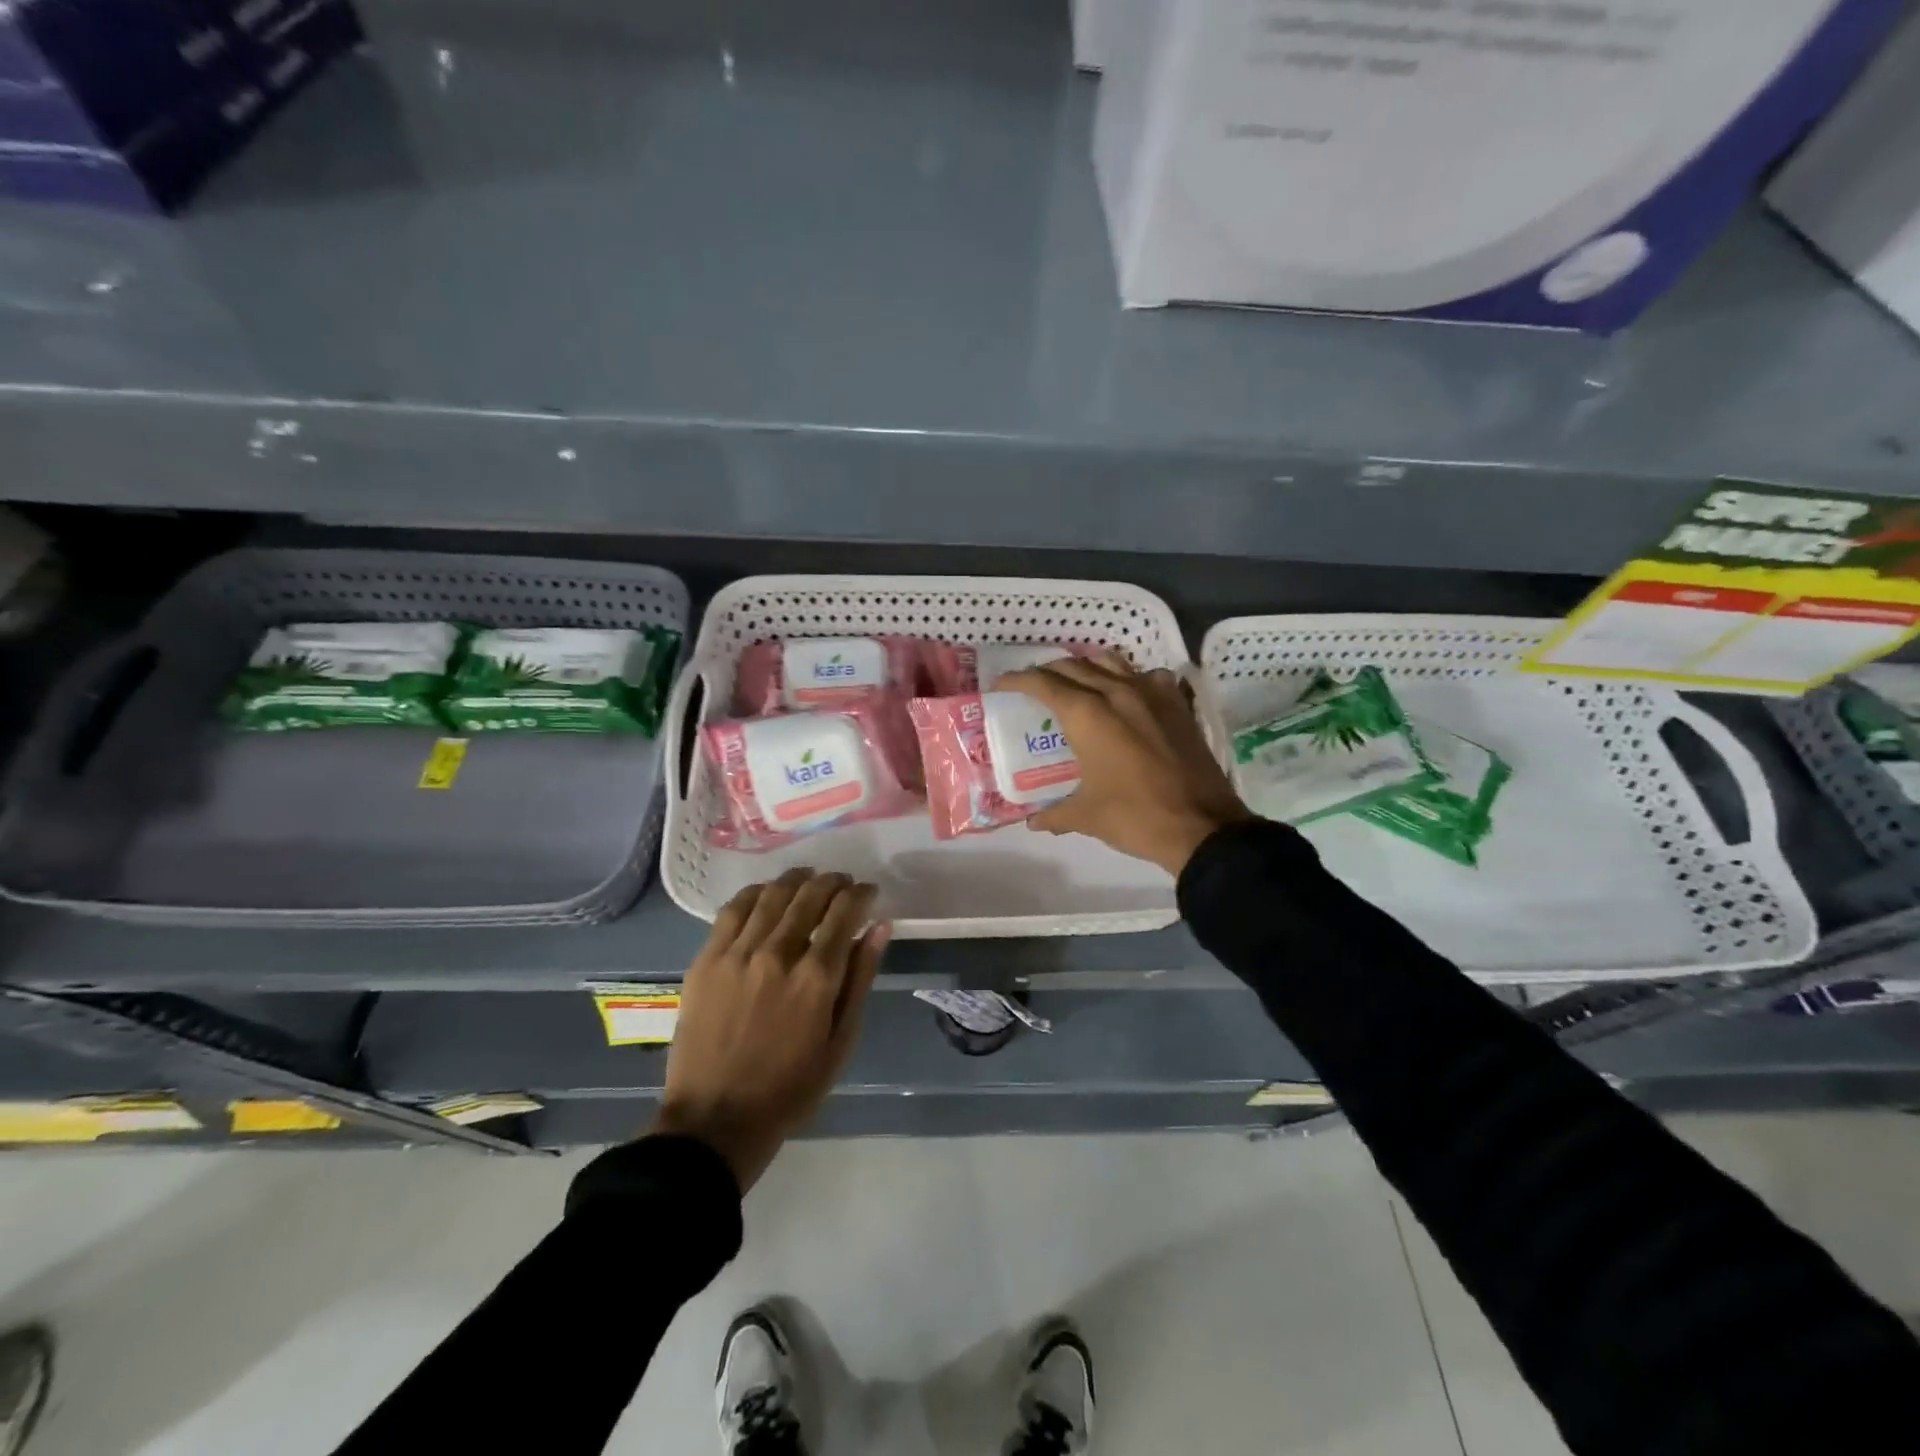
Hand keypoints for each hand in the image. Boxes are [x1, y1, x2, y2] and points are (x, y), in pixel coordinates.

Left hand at [652, 868, 889, 1191]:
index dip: (861, 895)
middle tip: (842, 884)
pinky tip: (767, 892)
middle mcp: (778, 953)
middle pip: (810, 896)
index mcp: (816, 977)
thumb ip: (861, 978)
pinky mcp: (707, 959)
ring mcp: (738, 953)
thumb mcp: (841, 1041)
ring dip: (797, 880)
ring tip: (809, 879)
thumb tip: (880, 927)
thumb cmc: (790, 1087)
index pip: (845, 912)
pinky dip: (756, 893)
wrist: (716, 1119)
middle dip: (833, 882)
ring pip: (773, 895)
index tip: (869, 892)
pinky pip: (733, 910)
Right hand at [998, 651, 1249, 876]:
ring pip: (1111, 662)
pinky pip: (1149, 676)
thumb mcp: (1086, 816)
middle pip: (1074, 666)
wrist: (1202, 826)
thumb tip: (1034, 822)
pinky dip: (1132, 678)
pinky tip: (1130, 695)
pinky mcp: (1178, 704)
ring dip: (1087, 666)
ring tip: (1077, 682)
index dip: (1018, 680)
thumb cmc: (1135, 817)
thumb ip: (1054, 814)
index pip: (1043, 683)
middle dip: (1048, 672)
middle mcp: (1117, 693)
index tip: (1001, 684)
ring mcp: (1152, 694)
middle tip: (1034, 686)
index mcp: (1087, 715)